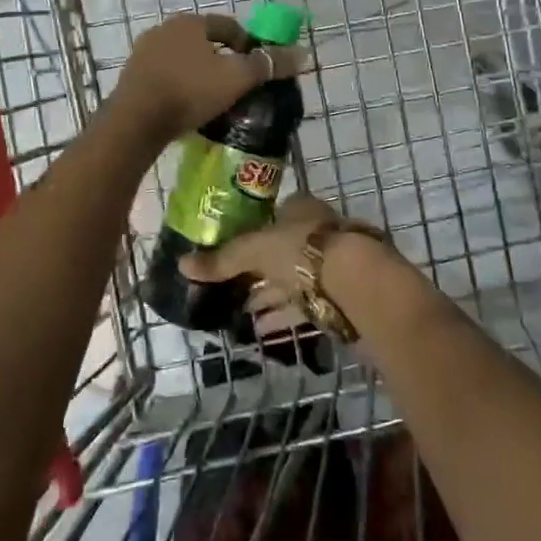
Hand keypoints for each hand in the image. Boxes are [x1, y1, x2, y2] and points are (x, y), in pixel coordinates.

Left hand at [111, 13, 311, 143]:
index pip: (229, 26)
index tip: (257, 70)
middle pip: (205, 43)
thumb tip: (303, 53)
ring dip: (200, 75)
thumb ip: (269, 64)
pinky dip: (181, 87)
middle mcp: (164, 30)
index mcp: (190, 23)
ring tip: (214, 101)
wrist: (135, 121)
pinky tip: (188, 108)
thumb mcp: (237, 78)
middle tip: (238, 87)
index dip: (248, 45)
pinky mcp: (132, 77)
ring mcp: (144, 53)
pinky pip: (166, 77)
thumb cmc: (190, 91)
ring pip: (184, 60)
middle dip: (223, 62)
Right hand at [178, 192, 342, 328]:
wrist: (358, 286)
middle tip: (229, 284)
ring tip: (239, 311)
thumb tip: (181, 265)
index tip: (230, 248)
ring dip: (268, 295)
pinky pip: (302, 306)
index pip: (274, 214)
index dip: (252, 229)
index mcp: (301, 209)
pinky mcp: (337, 298)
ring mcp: (331, 266)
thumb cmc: (304, 252)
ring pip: (292, 280)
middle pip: (282, 249)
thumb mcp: (255, 250)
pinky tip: (260, 330)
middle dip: (258, 267)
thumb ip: (222, 260)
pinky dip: (281, 316)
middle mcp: (318, 233)